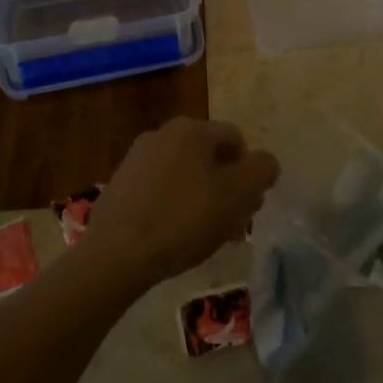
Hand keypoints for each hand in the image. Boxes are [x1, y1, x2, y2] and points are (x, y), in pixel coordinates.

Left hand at [85, 117, 279, 289]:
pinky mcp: (120, 184)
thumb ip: (260, 171)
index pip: (236, 139)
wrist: (116, 252)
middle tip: (232, 223)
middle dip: (226, 187)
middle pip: (209, 157)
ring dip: (201, 198)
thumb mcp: (236, 195)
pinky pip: (160, 189)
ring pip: (185, 174)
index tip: (249, 206)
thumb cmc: (183, 219)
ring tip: (205, 236)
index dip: (250, 172)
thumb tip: (265, 163)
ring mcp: (137, 158)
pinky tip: (175, 237)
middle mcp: (163, 133)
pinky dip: (174, 206)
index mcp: (193, 129)